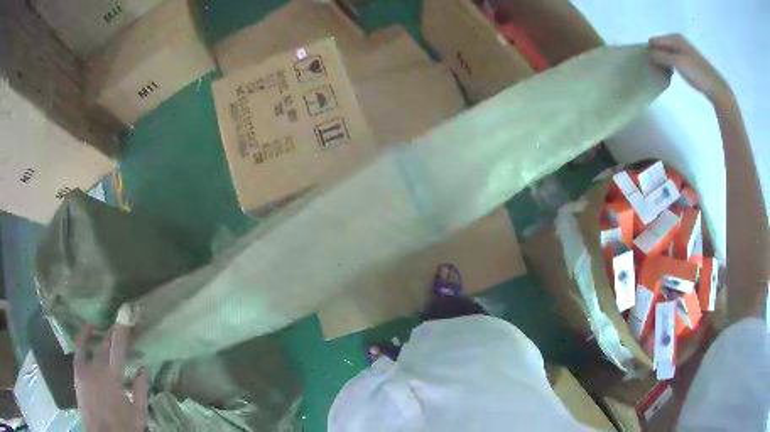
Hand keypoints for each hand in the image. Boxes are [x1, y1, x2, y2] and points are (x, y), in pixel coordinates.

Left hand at [74, 305, 147, 431]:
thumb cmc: (123, 427)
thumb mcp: (138, 413)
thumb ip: (140, 389)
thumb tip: (143, 367)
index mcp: (113, 378)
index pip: (118, 347)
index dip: (122, 328)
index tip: (127, 310)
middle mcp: (96, 368)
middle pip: (105, 343)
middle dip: (114, 333)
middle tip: (124, 328)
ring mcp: (84, 368)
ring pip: (93, 344)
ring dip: (101, 335)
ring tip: (107, 330)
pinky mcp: (77, 371)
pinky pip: (79, 347)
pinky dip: (83, 336)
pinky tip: (89, 331)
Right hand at [648, 34, 732, 103]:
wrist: (716, 88)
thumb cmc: (697, 74)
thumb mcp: (677, 63)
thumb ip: (661, 56)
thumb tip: (648, 55)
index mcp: (674, 37)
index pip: (654, 41)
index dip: (651, 52)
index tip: (654, 67)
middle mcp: (677, 40)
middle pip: (659, 46)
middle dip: (657, 57)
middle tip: (660, 72)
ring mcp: (684, 50)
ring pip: (666, 53)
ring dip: (664, 63)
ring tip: (667, 76)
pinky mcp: (688, 61)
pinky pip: (673, 60)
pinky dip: (671, 67)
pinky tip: (675, 76)